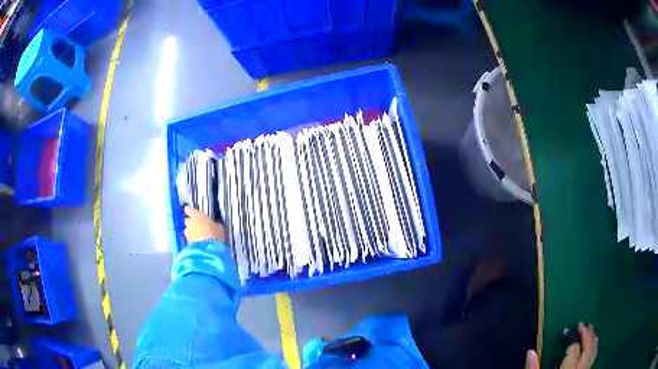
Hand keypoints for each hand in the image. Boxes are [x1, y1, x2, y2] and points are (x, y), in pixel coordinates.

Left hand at [183, 206, 225, 243]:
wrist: (210, 249)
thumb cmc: (215, 234)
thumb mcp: (219, 227)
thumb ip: (214, 224)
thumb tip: (216, 225)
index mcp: (196, 215)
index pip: (189, 209)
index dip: (189, 210)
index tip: (191, 211)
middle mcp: (189, 223)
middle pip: (186, 220)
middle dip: (190, 222)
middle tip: (197, 225)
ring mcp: (188, 233)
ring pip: (187, 230)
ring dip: (191, 232)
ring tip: (198, 235)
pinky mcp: (188, 242)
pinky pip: (189, 239)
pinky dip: (192, 239)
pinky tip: (199, 242)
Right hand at [525, 323, 597, 368]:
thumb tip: (530, 352)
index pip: (574, 350)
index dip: (571, 338)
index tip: (566, 332)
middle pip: (588, 348)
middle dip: (587, 335)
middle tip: (583, 324)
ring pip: (593, 353)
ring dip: (593, 340)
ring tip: (591, 329)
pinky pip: (593, 359)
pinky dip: (594, 349)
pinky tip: (594, 345)